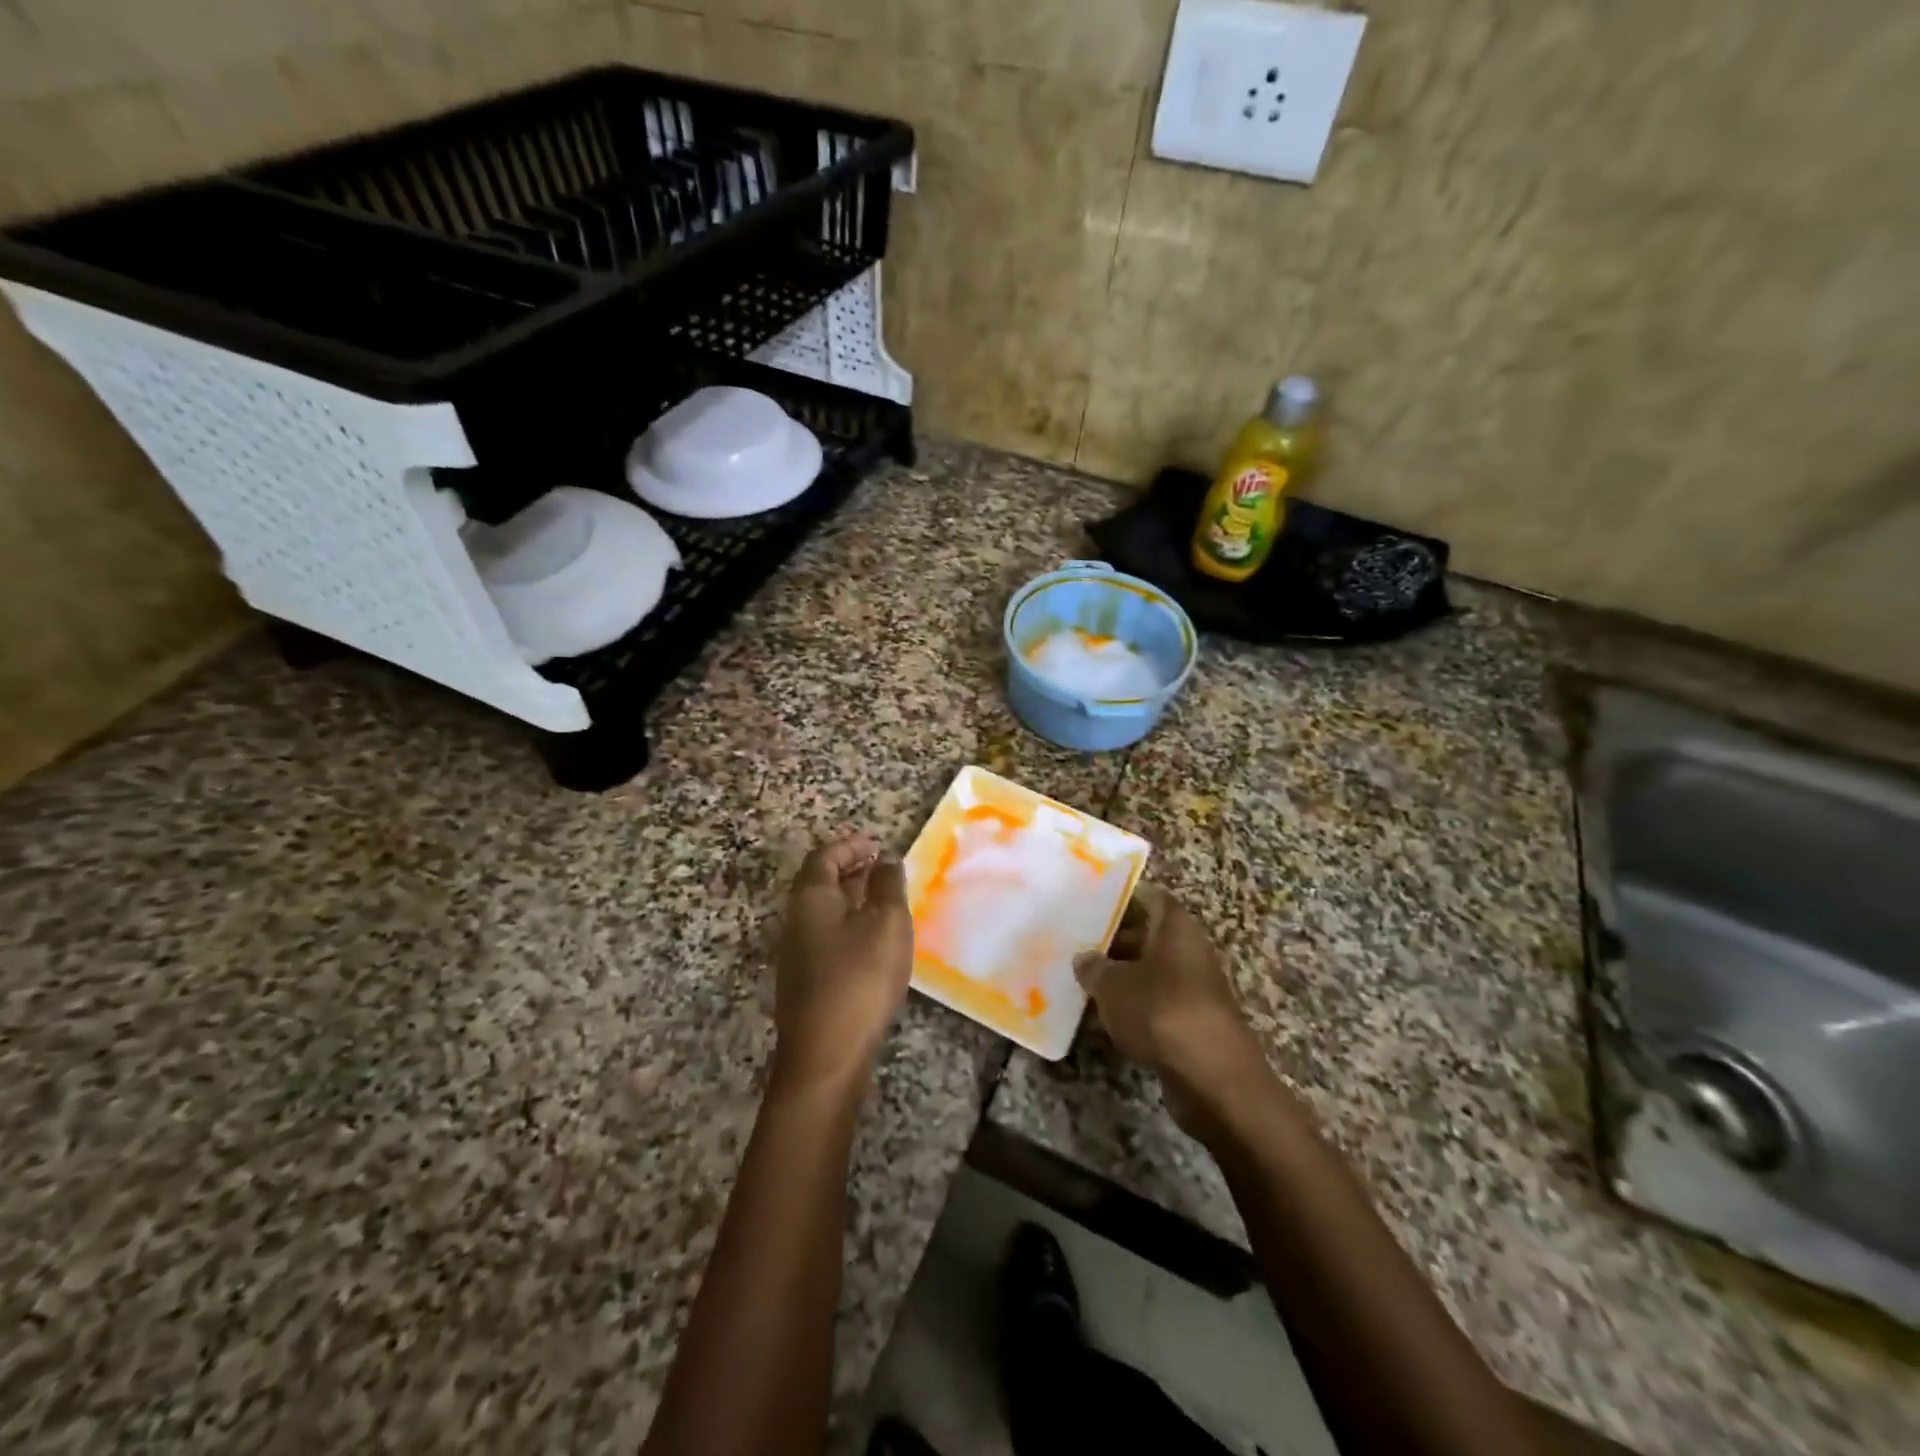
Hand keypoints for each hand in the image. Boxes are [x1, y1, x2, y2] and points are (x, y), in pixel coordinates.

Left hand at [771, 832, 914, 1091]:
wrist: (826, 1054)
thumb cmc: (859, 977)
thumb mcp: (887, 923)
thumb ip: (888, 886)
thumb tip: (886, 861)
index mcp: (811, 897)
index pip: (824, 856)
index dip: (850, 845)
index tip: (877, 845)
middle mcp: (796, 919)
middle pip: (820, 882)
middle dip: (851, 870)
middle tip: (883, 869)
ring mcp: (798, 952)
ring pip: (825, 911)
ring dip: (852, 898)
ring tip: (885, 901)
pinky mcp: (807, 980)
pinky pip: (828, 935)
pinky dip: (850, 924)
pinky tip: (874, 941)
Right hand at [1074, 885, 1264, 1132]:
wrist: (1213, 1078)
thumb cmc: (1160, 1011)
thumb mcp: (1113, 985)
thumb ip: (1094, 968)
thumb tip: (1084, 959)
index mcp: (1176, 927)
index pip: (1151, 897)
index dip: (1123, 897)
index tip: (1092, 903)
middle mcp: (1190, 951)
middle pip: (1149, 936)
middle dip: (1114, 942)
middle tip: (1077, 946)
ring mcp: (1195, 989)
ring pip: (1151, 973)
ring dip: (1121, 979)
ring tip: (1082, 983)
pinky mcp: (1193, 1024)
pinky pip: (1156, 1006)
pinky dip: (1133, 1010)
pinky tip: (1103, 1021)